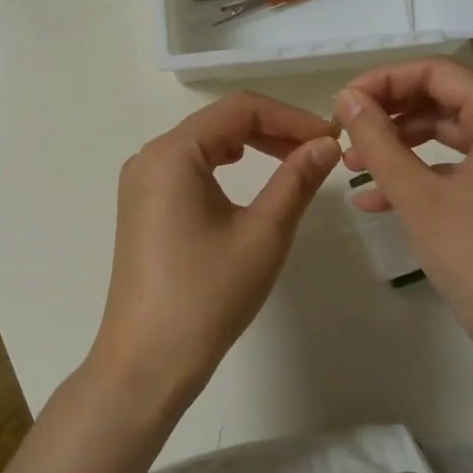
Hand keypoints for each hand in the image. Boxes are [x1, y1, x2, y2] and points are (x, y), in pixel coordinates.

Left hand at [92, 92, 339, 407]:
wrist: (147, 362)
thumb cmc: (208, 295)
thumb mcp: (263, 234)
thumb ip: (297, 179)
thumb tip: (326, 144)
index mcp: (173, 153)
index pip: (240, 109)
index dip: (291, 116)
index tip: (331, 138)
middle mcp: (149, 156)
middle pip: (220, 122)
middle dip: (273, 129)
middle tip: (320, 150)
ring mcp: (141, 182)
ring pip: (204, 143)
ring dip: (251, 145)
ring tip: (293, 161)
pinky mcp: (142, 206)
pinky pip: (189, 168)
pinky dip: (225, 166)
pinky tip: (248, 176)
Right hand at [335, 57, 472, 384]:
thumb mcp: (419, 198)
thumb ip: (379, 142)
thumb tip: (347, 99)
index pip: (440, 73)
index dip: (386, 80)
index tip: (343, 102)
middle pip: (445, 99)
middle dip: (390, 114)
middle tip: (344, 131)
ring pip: (448, 134)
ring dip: (399, 145)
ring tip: (351, 164)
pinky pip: (458, 166)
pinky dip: (419, 174)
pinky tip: (373, 199)